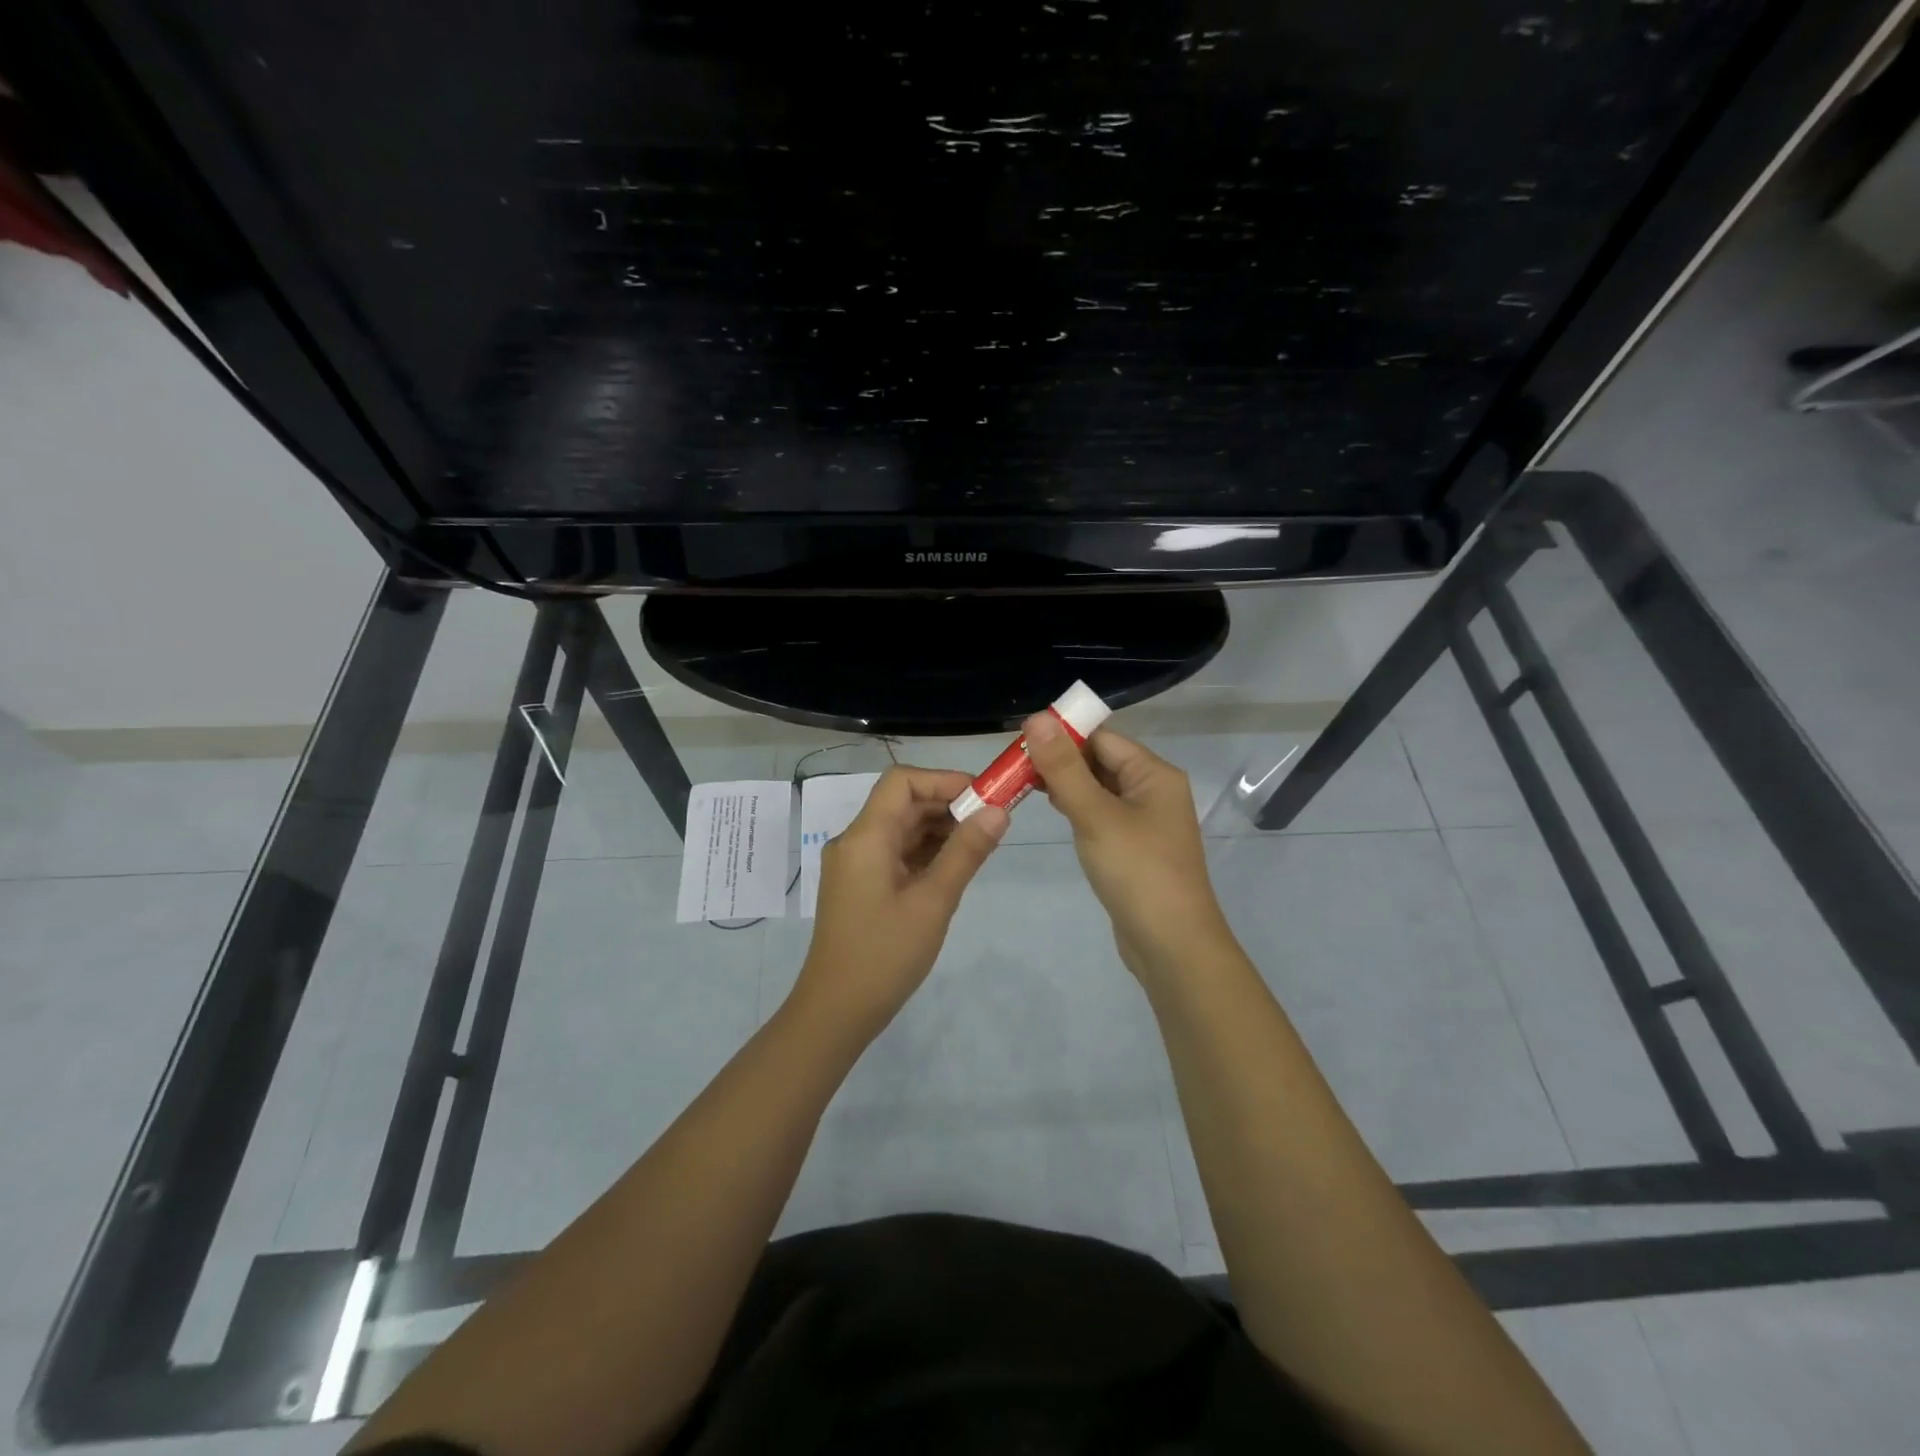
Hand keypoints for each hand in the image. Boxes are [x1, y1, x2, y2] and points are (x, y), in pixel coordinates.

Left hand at [792, 766, 1007, 1039]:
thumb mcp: (933, 902)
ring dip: (939, 828)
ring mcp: (856, 865)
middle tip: (993, 820)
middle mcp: (856, 841)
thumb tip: (999, 810)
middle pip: (902, 803)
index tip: (984, 796)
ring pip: (901, 828)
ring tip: (981, 842)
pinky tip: (956, 864)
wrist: (836, 1012)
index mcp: (865, 837)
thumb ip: (966, 852)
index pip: (902, 782)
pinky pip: (896, 853)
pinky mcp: (861, 886)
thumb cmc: (885, 955)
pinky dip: (926, 851)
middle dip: (948, 804)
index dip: (944, 780)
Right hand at [1022, 714, 1232, 978]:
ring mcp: (1146, 820)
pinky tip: (1055, 812)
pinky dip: (1078, 808)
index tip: (1021, 741)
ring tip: (1025, 786)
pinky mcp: (1135, 847)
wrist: (1171, 944)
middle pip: (1101, 760)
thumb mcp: (1095, 814)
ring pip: (1099, 788)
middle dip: (1061, 760)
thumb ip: (1064, 768)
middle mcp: (1154, 790)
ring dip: (1067, 784)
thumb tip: (1037, 718)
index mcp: (1154, 774)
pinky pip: (1102, 814)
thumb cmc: (1137, 871)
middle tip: (1015, 766)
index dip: (1063, 734)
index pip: (1102, 737)